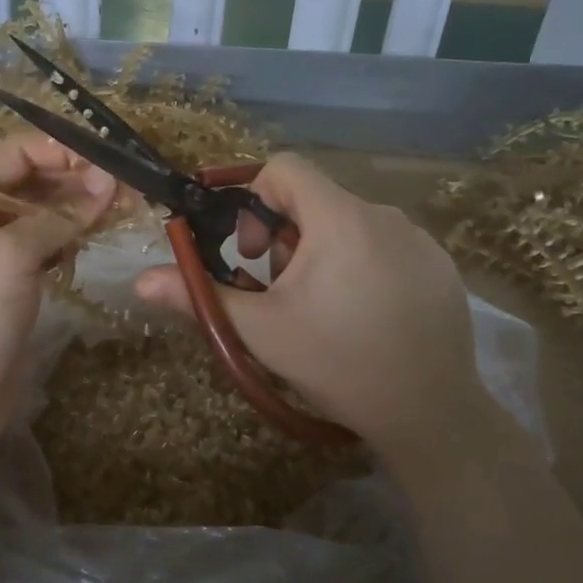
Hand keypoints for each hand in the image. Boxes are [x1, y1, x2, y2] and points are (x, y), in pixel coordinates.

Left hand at [0, 130, 115, 460]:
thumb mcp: (10, 255)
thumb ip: (59, 216)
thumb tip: (108, 181)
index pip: (15, 154)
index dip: (59, 151)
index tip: (107, 160)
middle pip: (34, 183)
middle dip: (77, 180)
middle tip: (127, 189)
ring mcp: (0, 254)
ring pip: (47, 216)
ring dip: (82, 209)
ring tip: (124, 209)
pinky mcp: (19, 285)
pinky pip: (52, 248)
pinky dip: (76, 239)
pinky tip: (100, 237)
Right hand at [133, 153, 484, 456]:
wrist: (431, 415)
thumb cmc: (337, 364)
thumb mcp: (261, 332)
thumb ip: (200, 297)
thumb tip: (141, 282)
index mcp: (339, 220)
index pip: (286, 167)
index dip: (255, 196)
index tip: (250, 249)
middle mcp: (384, 216)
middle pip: (315, 200)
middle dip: (284, 236)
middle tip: (280, 289)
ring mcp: (420, 240)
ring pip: (350, 223)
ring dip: (322, 252)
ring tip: (322, 308)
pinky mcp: (441, 266)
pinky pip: (386, 245)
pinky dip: (362, 264)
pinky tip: (366, 315)